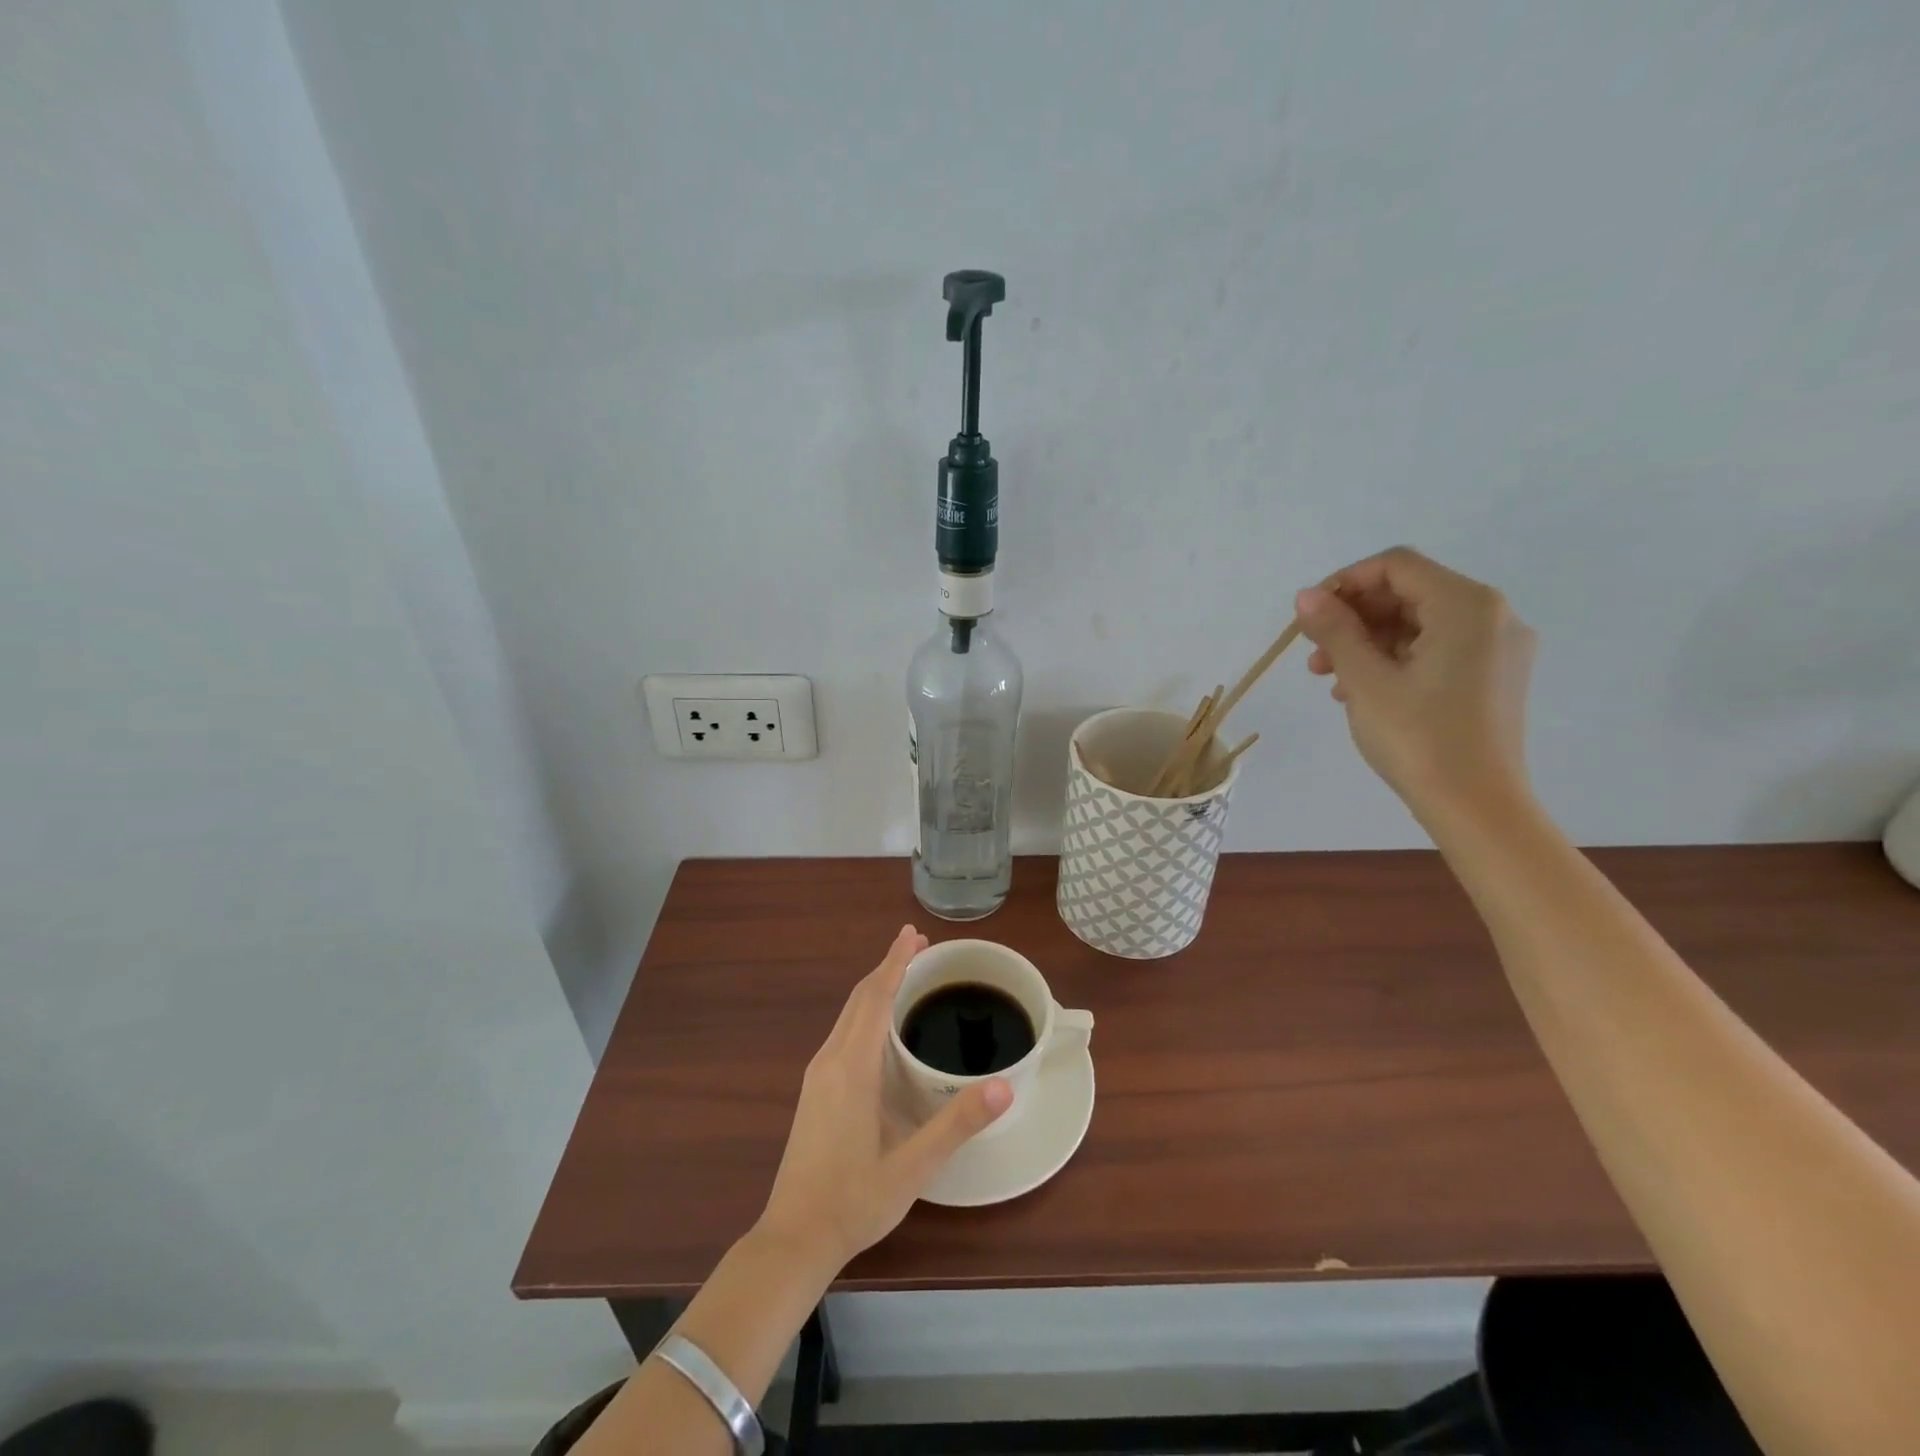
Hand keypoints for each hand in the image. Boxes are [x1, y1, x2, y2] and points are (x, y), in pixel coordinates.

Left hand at [757, 925, 1011, 1269]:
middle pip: (859, 998)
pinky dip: (865, 1012)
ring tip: (905, 975)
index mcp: (852, 1068)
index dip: (896, 962)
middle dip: (888, 967)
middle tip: (920, 946)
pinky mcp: (815, 1091)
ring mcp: (818, 1076)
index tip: (913, 933)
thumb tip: (1004, 1086)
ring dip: (876, 988)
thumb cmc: (854, 1201)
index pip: (876, 997)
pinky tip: (881, 1027)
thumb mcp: (913, 1166)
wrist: (793, 1240)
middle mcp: (830, 1061)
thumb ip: (957, 1124)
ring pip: (848, 1015)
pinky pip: (843, 1033)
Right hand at [1296, 547, 1535, 821]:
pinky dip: (1395, 660)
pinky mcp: (1494, 677)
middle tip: (1315, 655)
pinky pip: (1437, 650)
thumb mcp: (1365, 679)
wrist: (1475, 806)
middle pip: (1408, 593)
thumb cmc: (1418, 737)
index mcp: (1466, 605)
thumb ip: (1334, 629)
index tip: (1310, 618)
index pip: (1396, 566)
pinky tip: (1362, 691)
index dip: (1345, 583)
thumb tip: (1306, 596)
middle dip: (1354, 618)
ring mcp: (1498, 648)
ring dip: (1369, 642)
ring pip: (1419, 624)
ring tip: (1331, 679)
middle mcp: (1492, 615)